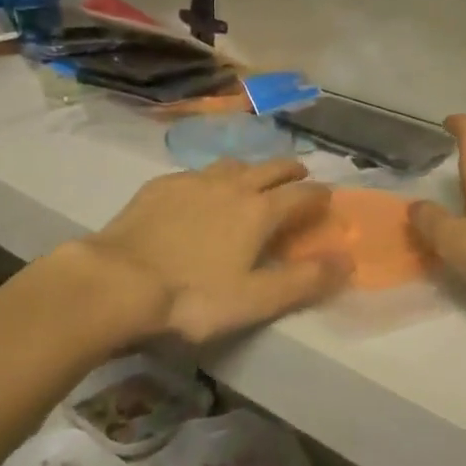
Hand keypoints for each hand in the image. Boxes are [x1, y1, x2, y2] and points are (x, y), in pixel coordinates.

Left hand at [81, 159, 348, 345]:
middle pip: (270, 168)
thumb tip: (348, 260)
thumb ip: (304, 280)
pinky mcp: (160, 186)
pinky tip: (199, 192)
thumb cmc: (192, 297)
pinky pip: (196, 173)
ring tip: (251, 180)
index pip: (301, 195)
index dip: (319, 196)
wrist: (117, 281)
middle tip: (299, 175)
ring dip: (250, 169)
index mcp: (259, 211)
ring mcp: (193, 181)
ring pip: (232, 164)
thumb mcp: (255, 300)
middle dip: (289, 171)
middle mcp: (232, 186)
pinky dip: (210, 178)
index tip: (328, 198)